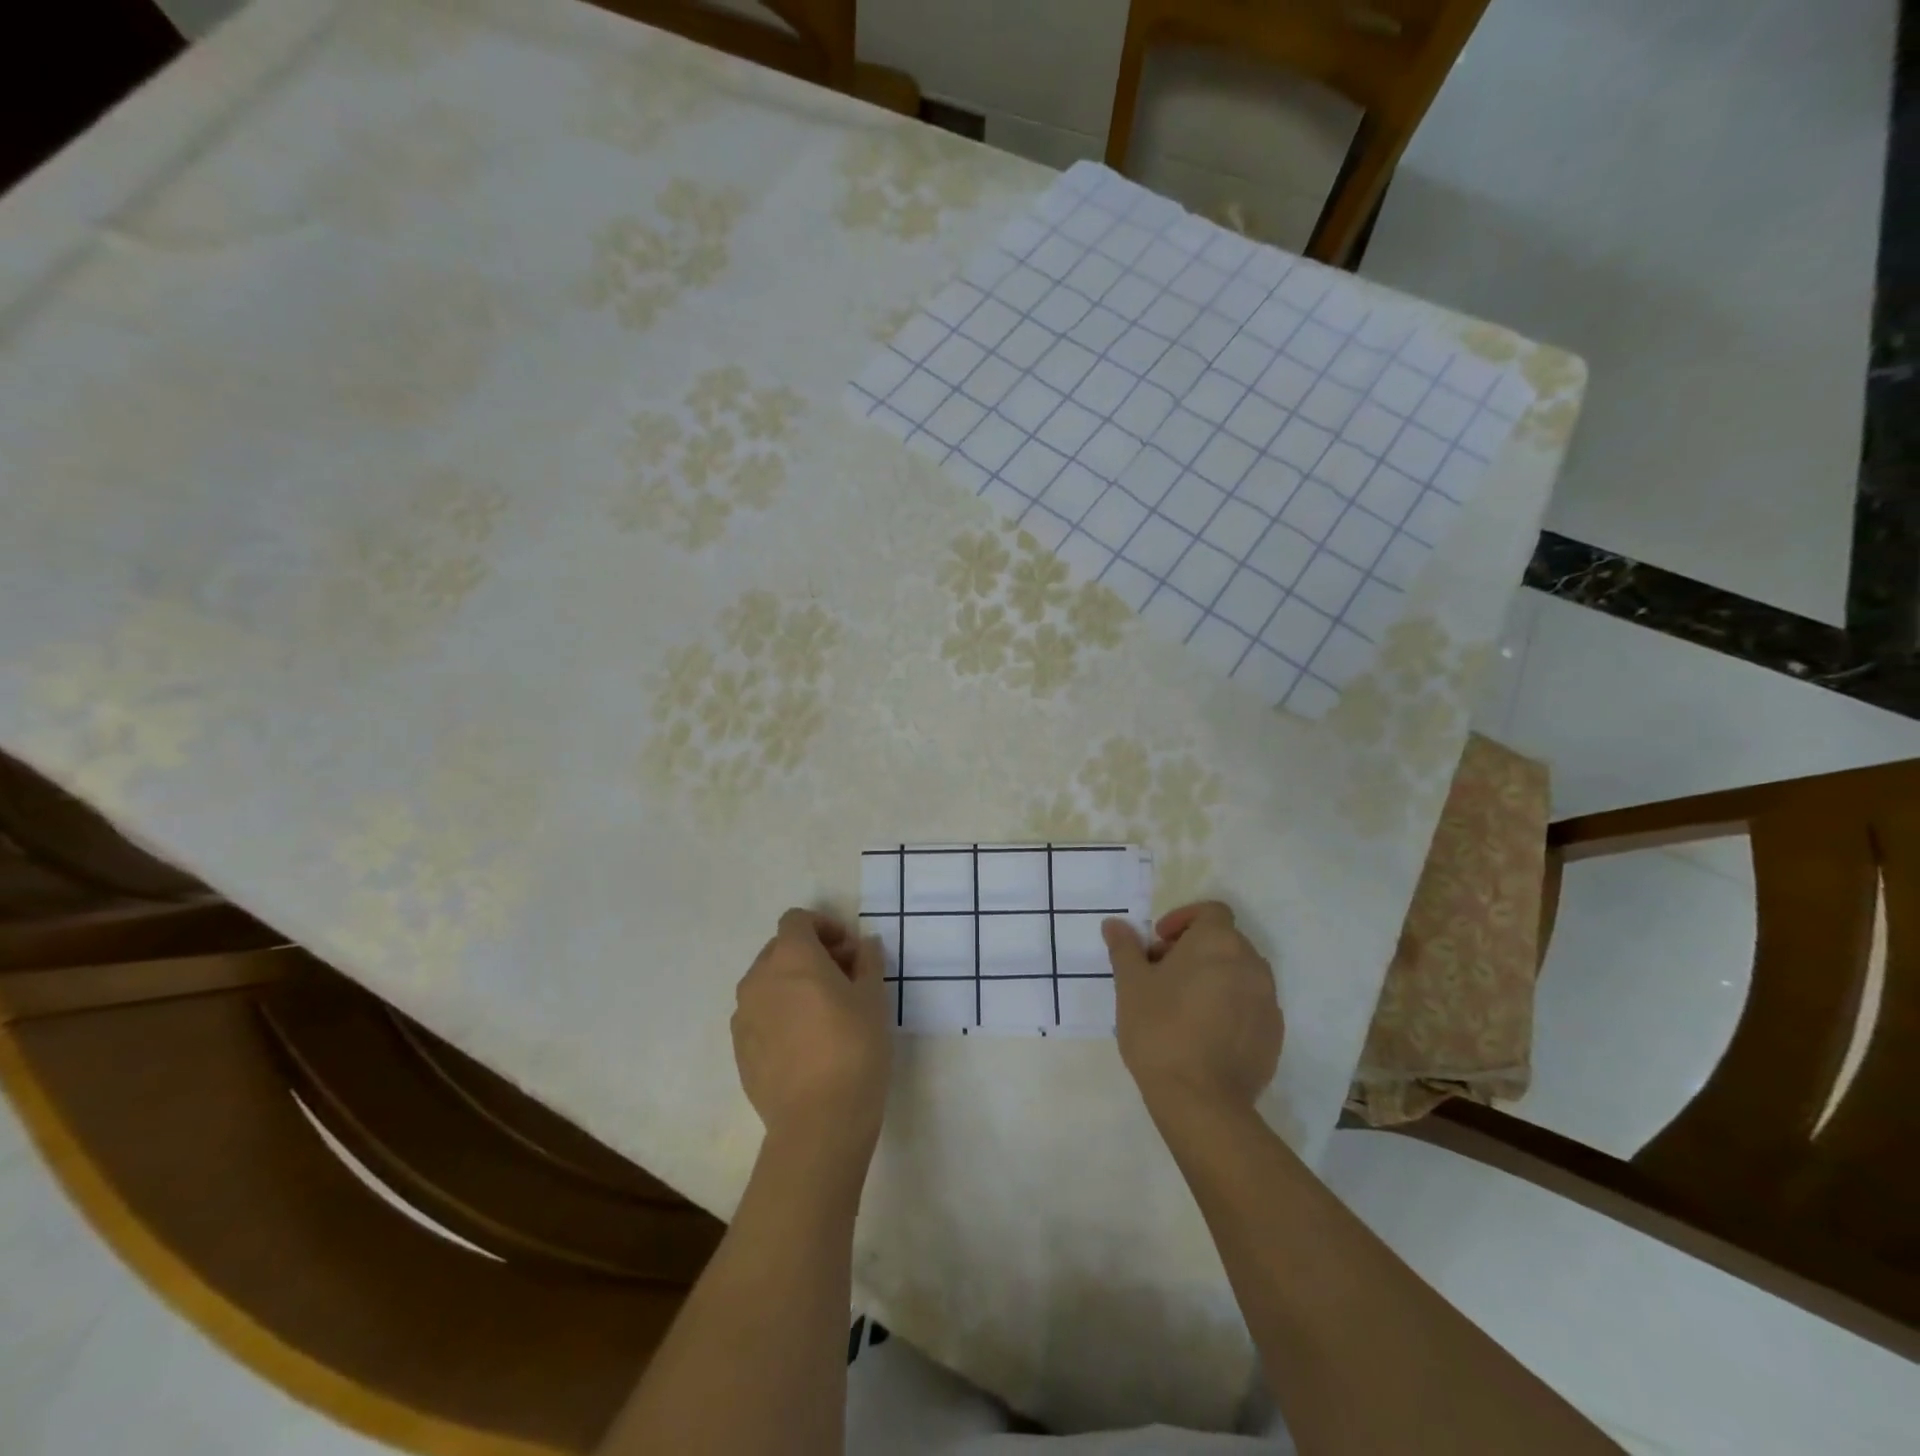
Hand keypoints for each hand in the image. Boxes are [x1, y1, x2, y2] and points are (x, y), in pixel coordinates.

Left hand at [733, 909, 890, 1158]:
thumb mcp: (874, 997)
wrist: (819, 1122)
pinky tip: (806, 1042)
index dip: (824, 926)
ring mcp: (743, 1016)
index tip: (848, 949)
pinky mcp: (739, 1050)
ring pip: (767, 983)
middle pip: (780, 949)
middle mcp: (758, 978)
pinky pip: (759, 1016)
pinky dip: (780, 1014)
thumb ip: (868, 961)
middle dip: (811, 954)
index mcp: (791, 957)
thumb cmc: (854, 1047)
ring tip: (824, 1012)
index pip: (797, 920)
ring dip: (793, 984)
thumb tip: (864, 945)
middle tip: (843, 978)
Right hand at [1102, 901, 1282, 1122]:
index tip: (1159, 943)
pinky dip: (1230, 1006)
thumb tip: (1114, 923)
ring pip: (1239, 974)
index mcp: (1218, 942)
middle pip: (1224, 941)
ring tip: (1182, 1005)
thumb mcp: (1131, 984)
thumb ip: (1125, 948)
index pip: (1210, 911)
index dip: (1183, 920)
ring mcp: (1268, 1000)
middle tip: (1162, 974)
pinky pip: (1250, 1005)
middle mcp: (1251, 963)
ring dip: (1213, 977)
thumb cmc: (1160, 1029)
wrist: (1201, 1101)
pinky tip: (1204, 1032)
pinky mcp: (1274, 1034)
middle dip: (1194, 950)